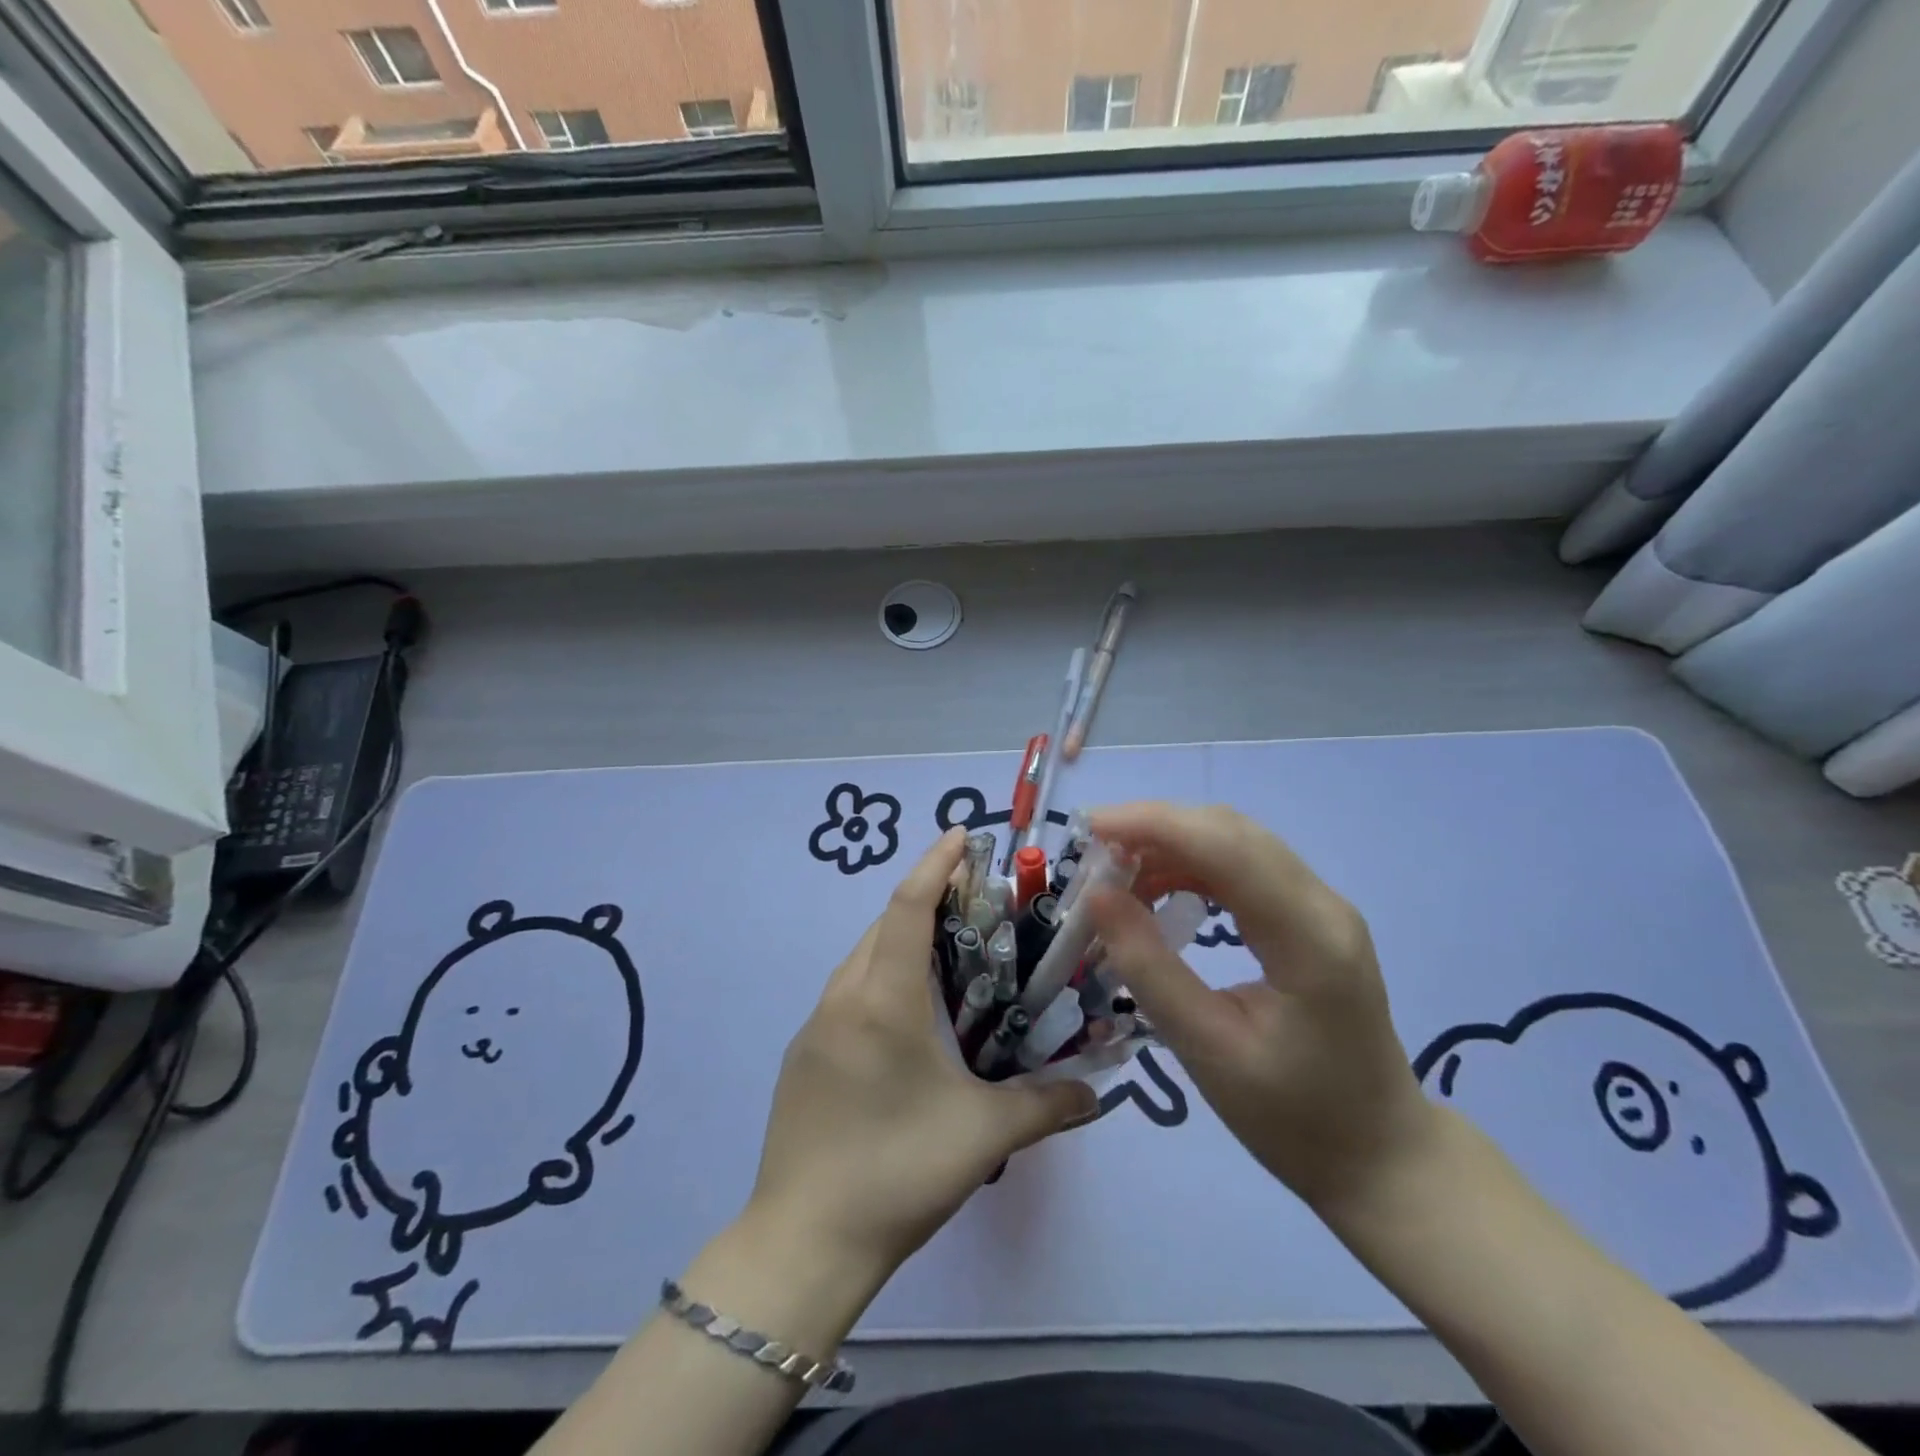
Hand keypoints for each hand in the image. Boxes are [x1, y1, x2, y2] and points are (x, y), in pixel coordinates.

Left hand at [746, 828, 1097, 1282]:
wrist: (803, 1242)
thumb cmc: (898, 1171)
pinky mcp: (804, 1054)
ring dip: (900, 938)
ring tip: (948, 951)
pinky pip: (847, 992)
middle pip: (883, 925)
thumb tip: (1096, 1094)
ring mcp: (815, 1025)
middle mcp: (843, 997)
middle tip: (974, 899)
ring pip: (861, 957)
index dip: (935, 864)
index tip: (962, 835)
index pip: (908, 906)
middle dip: (925, 898)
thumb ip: (1046, 1105)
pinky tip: (909, 1014)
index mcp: (883, 999)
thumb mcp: (983, 1135)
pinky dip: (881, 976)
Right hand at [1086, 802, 1435, 1213]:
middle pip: (1230, 831)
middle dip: (1154, 827)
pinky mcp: (1309, 916)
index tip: (1088, 828)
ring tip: (1114, 876)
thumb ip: (1149, 968)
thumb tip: (1097, 896)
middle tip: (1092, 854)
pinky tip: (1156, 891)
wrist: (1378, 1154)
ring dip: (1170, 844)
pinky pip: (1243, 866)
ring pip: (1235, 842)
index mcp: (1309, 938)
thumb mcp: (1207, 1050)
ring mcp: (1321, 906)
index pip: (1225, 847)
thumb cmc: (1293, 1118)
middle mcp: (1322, 904)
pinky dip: (1191, 865)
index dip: (1152, 824)